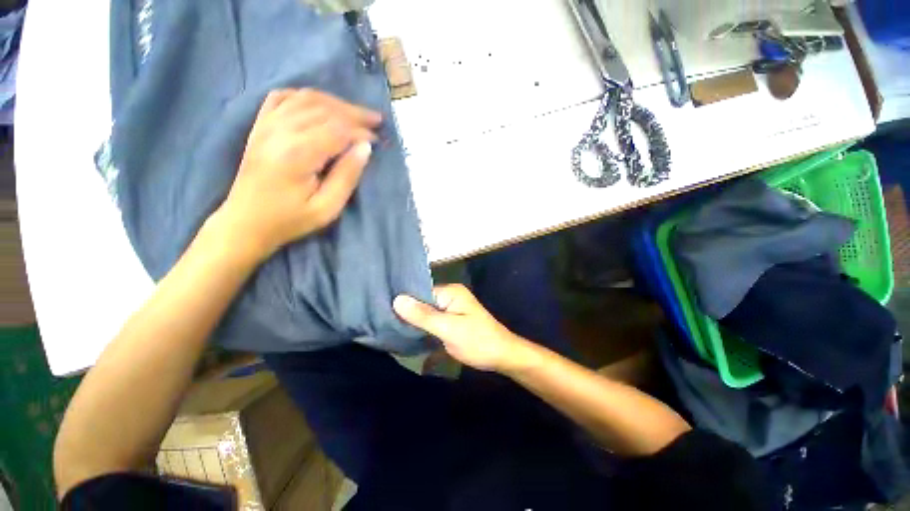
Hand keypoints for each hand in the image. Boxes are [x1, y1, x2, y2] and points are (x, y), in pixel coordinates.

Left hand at [213, 88, 381, 259]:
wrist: (245, 222)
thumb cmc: (290, 219)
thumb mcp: (327, 208)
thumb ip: (347, 176)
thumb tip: (365, 147)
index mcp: (298, 154)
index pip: (337, 129)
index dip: (361, 131)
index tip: (378, 140)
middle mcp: (280, 131)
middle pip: (323, 109)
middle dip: (354, 113)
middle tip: (376, 120)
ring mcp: (266, 125)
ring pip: (306, 98)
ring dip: (335, 102)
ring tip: (355, 113)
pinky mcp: (260, 126)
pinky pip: (282, 97)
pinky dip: (305, 96)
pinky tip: (320, 104)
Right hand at [393, 284, 533, 371]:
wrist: (502, 357)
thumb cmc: (478, 341)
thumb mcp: (449, 329)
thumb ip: (423, 315)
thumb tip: (397, 299)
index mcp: (451, 292)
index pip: (420, 293)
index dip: (404, 303)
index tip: (384, 314)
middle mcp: (450, 297)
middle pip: (422, 303)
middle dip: (408, 315)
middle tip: (386, 326)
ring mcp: (450, 310)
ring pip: (426, 314)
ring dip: (414, 324)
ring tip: (391, 332)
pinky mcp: (451, 322)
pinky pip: (432, 323)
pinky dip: (423, 330)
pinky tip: (408, 338)